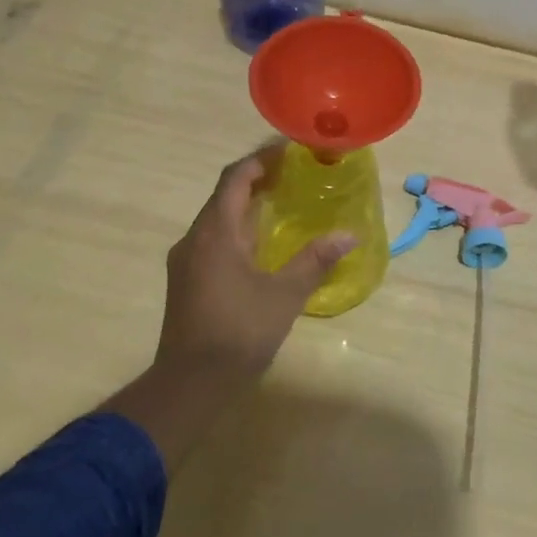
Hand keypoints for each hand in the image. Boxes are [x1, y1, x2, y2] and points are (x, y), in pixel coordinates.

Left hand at [156, 152, 355, 387]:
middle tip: (296, 174)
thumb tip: (349, 235)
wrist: (188, 385)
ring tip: (285, 203)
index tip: (290, 150)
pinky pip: (214, 239)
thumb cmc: (237, 332)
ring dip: (248, 205)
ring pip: (218, 218)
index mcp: (215, 232)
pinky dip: (239, 229)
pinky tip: (263, 244)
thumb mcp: (284, 295)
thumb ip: (315, 260)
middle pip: (225, 194)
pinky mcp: (187, 281)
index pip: (235, 177)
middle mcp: (195, 238)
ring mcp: (187, 261)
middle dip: (258, 179)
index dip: (261, 159)